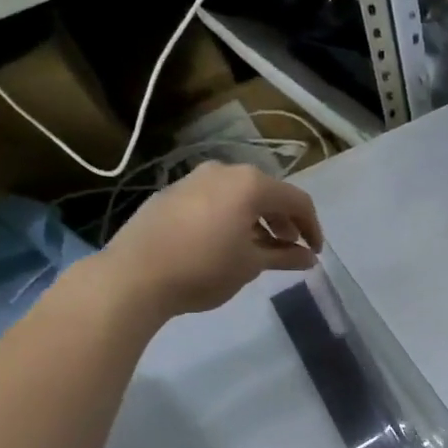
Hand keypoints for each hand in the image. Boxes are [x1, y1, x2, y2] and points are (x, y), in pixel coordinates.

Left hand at [96, 162, 323, 318]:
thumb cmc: (204, 268)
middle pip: (268, 193)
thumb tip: (308, 258)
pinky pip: (214, 199)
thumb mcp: (251, 265)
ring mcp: (194, 179)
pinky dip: (231, 216)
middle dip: (284, 221)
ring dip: (257, 218)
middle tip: (289, 249)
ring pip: (239, 194)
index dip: (312, 227)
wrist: (133, 276)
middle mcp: (224, 171)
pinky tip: (226, 242)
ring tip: (259, 248)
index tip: (314, 253)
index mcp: (250, 184)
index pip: (297, 200)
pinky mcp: (172, 192)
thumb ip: (284, 256)